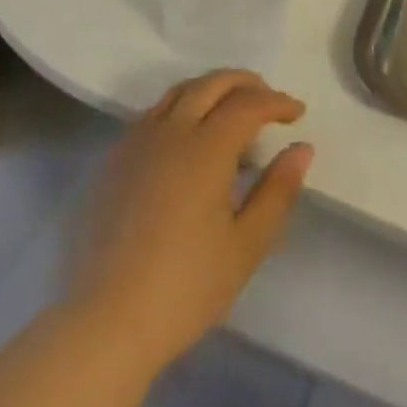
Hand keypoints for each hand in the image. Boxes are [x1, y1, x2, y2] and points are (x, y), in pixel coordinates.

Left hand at [70, 70, 312, 371]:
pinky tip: (187, 135)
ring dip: (212, 88)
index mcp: (206, 148)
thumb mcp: (245, 247)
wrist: (104, 323)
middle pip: (212, 83)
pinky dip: (181, 106)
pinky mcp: (114, 159)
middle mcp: (171, 131)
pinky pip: (154, 112)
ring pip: (180, 91)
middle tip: (268, 98)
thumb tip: (301, 148)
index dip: (277, 102)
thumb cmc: (184, 289)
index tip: (297, 113)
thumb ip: (277, 192)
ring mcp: (137, 141)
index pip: (248, 104)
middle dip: (246, 83)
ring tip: (231, 108)